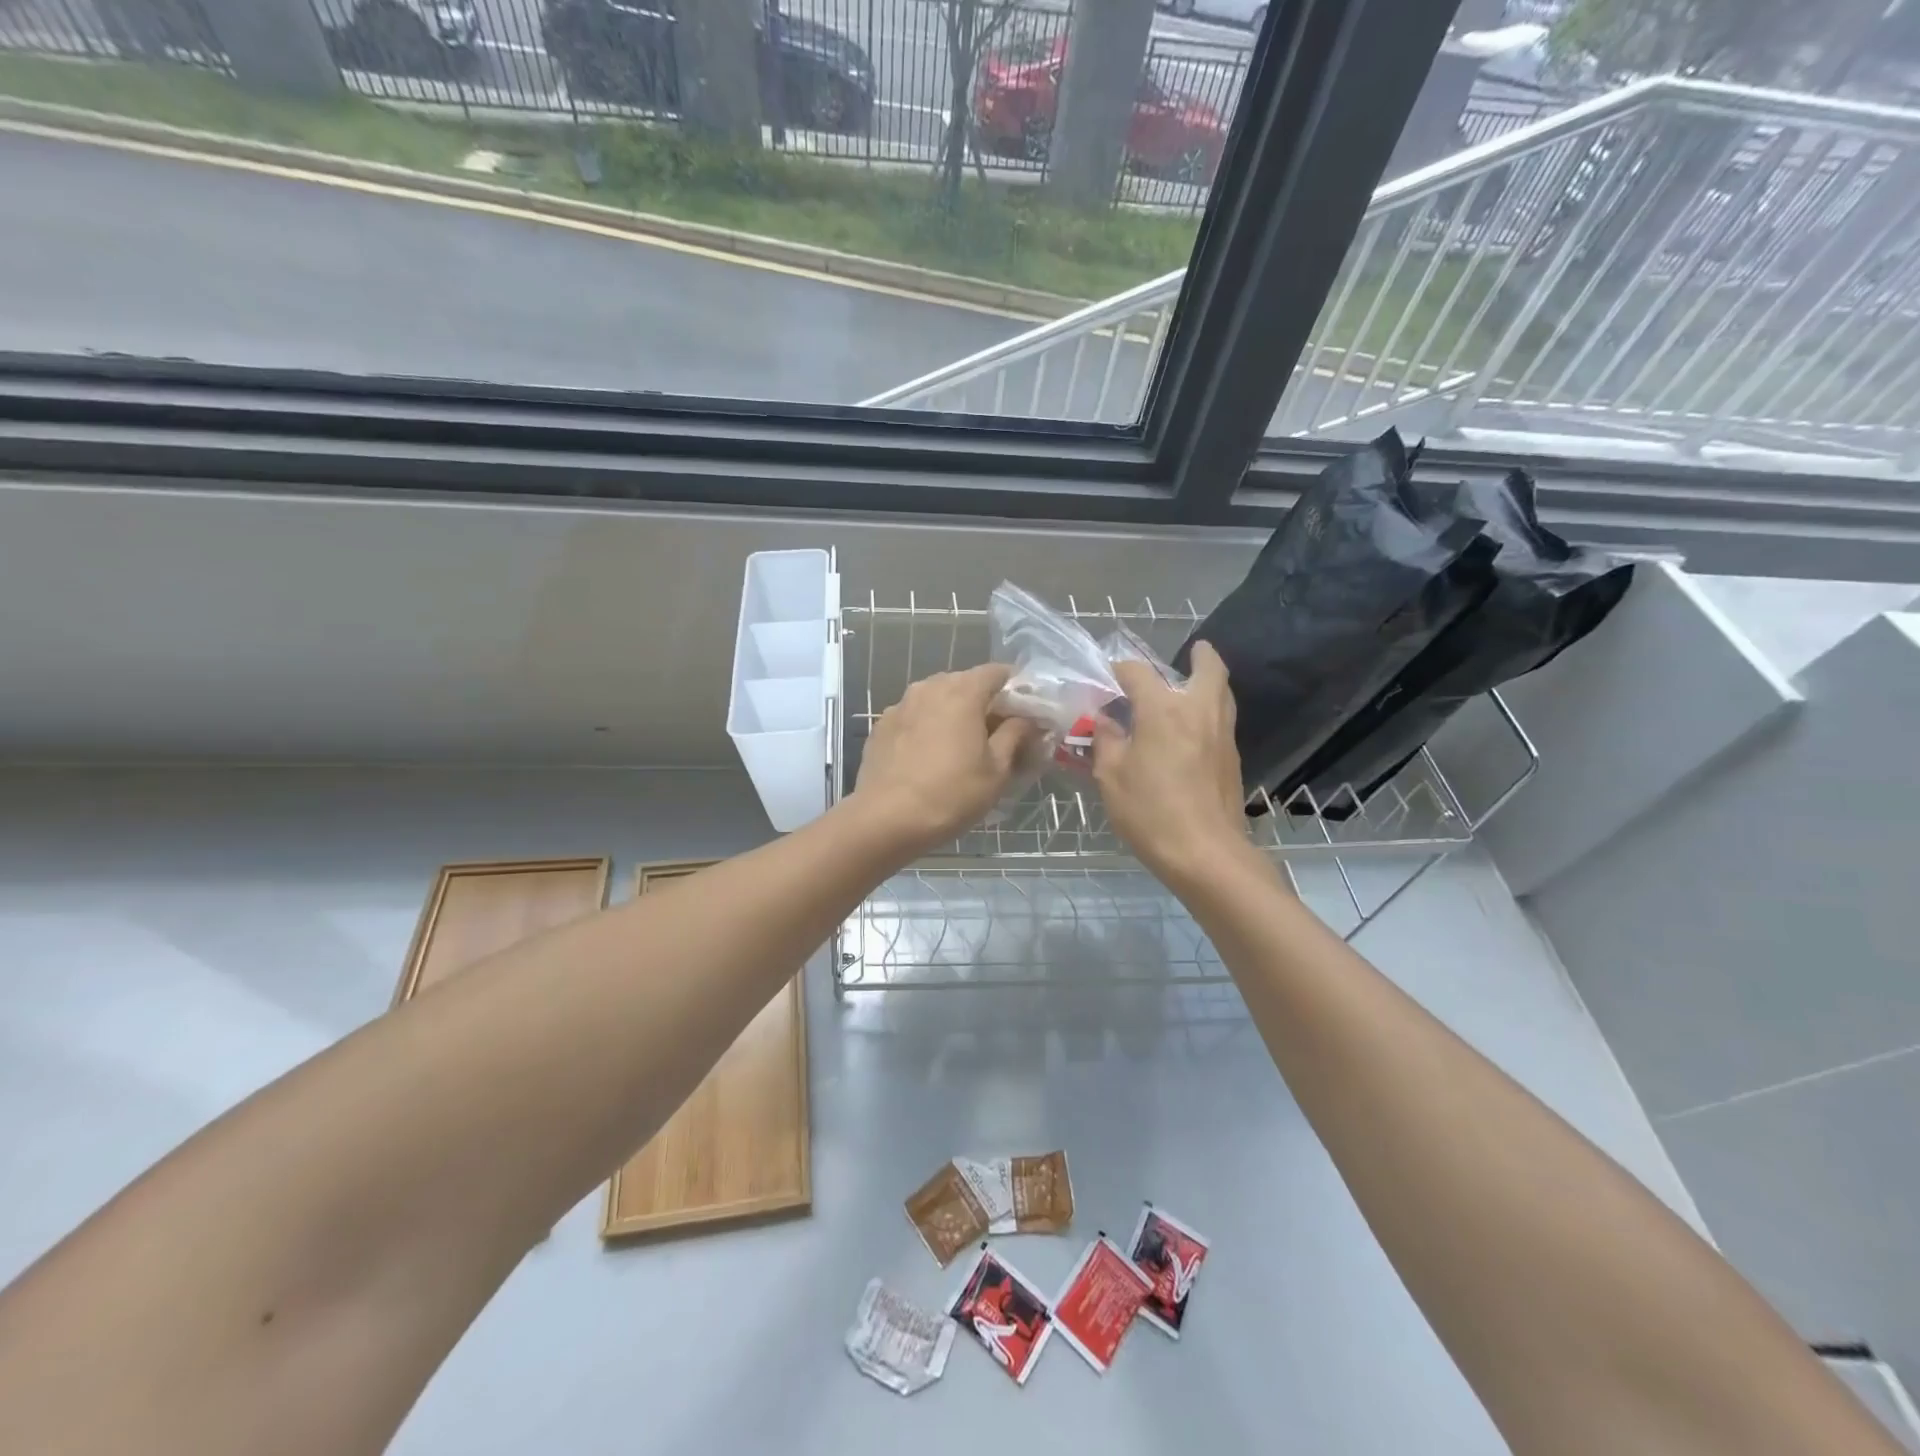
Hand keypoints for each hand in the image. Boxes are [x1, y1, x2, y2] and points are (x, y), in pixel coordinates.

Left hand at [850, 664, 1035, 855]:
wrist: (886, 819)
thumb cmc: (951, 794)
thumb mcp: (996, 770)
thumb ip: (1014, 735)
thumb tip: (1025, 719)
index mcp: (962, 692)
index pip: (996, 672)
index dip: (1014, 687)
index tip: (1024, 710)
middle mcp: (929, 688)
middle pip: (964, 683)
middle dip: (983, 701)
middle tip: (995, 732)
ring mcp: (900, 705)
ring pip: (935, 698)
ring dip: (952, 713)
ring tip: (960, 744)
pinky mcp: (881, 726)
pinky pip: (914, 716)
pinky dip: (927, 726)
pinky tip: (929, 755)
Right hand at [1092, 641, 1248, 887]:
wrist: (1205, 853)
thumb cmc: (1150, 812)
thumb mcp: (1111, 777)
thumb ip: (1106, 741)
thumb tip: (1105, 720)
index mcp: (1163, 710)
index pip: (1138, 673)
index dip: (1119, 670)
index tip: (1106, 678)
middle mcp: (1198, 712)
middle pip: (1209, 669)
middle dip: (1201, 655)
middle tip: (1193, 650)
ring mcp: (1222, 735)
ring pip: (1222, 693)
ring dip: (1209, 681)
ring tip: (1192, 685)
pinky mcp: (1232, 759)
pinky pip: (1223, 719)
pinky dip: (1211, 710)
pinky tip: (1193, 729)